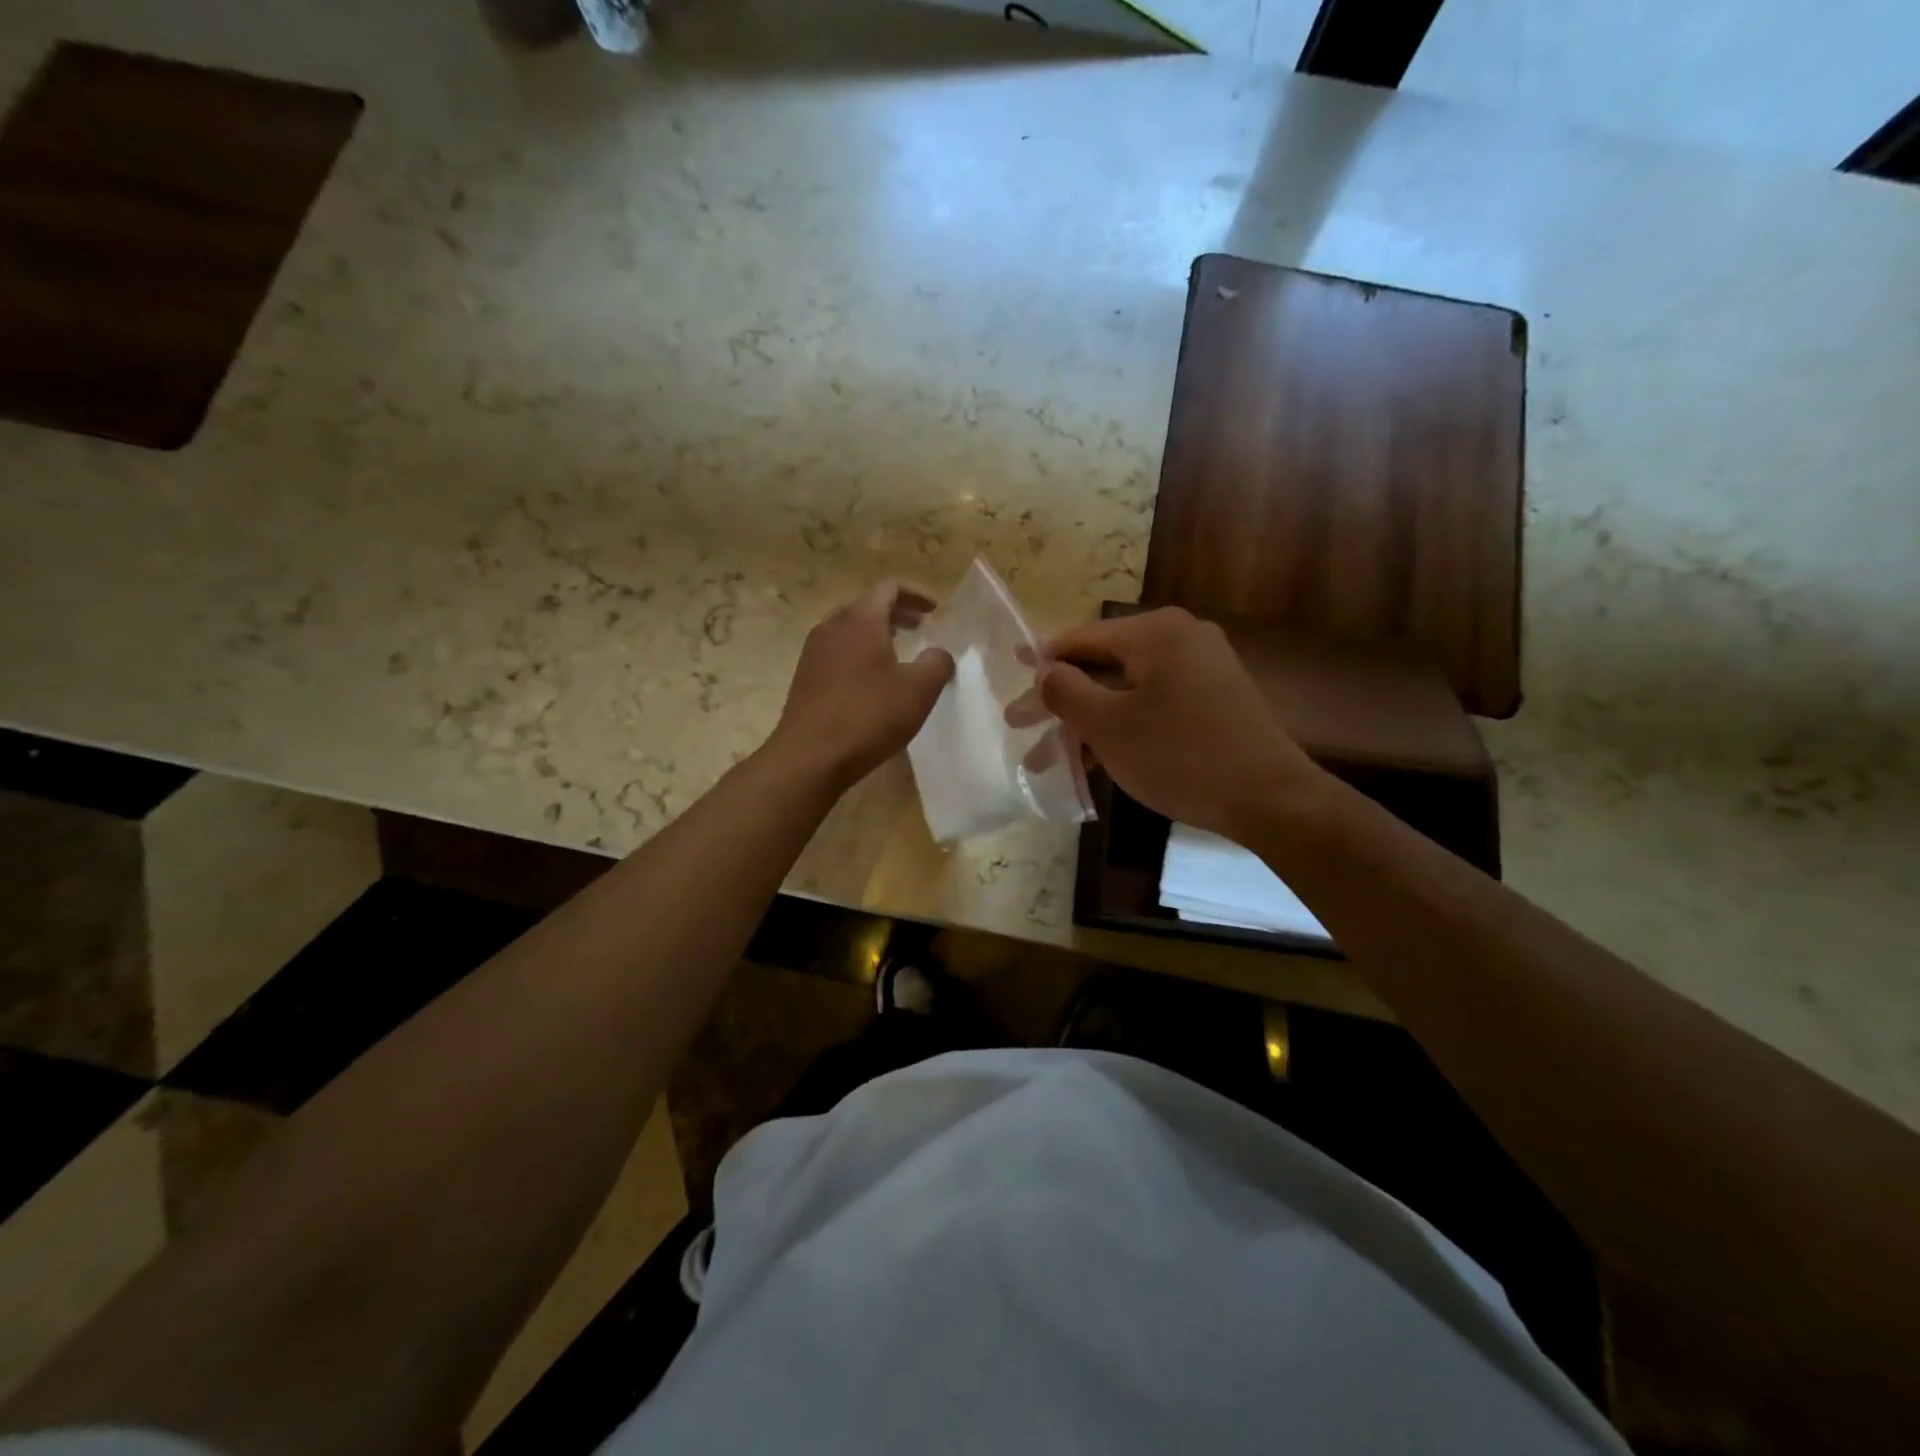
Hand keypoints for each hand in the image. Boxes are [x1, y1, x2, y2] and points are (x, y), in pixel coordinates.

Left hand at [769, 584, 954, 792]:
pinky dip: (859, 655)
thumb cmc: (868, 716)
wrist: (810, 756)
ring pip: (850, 630)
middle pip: (867, 606)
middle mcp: (832, 626)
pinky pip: (837, 653)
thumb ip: (937, 663)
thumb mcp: (919, 690)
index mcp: (860, 619)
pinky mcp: (805, 677)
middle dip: (897, 614)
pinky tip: (872, 682)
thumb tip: (938, 653)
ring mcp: (814, 652)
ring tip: (899, 654)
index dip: (916, 596)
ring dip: (877, 635)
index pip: (889, 589)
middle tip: (921, 629)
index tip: (935, 612)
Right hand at [1014, 608, 1321, 841]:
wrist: (1270, 799)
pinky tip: (1092, 760)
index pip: (1082, 637)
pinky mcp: (1213, 700)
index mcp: (1156, 632)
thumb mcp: (1109, 726)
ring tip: (1047, 759)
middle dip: (1060, 701)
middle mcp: (1181, 639)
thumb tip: (1045, 670)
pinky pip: (1152, 705)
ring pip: (1126, 692)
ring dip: (1086, 723)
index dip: (1042, 659)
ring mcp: (1202, 670)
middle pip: (1102, 666)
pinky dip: (1120, 728)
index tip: (1011, 674)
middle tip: (1019, 726)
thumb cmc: (1180, 756)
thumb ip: (1066, 691)